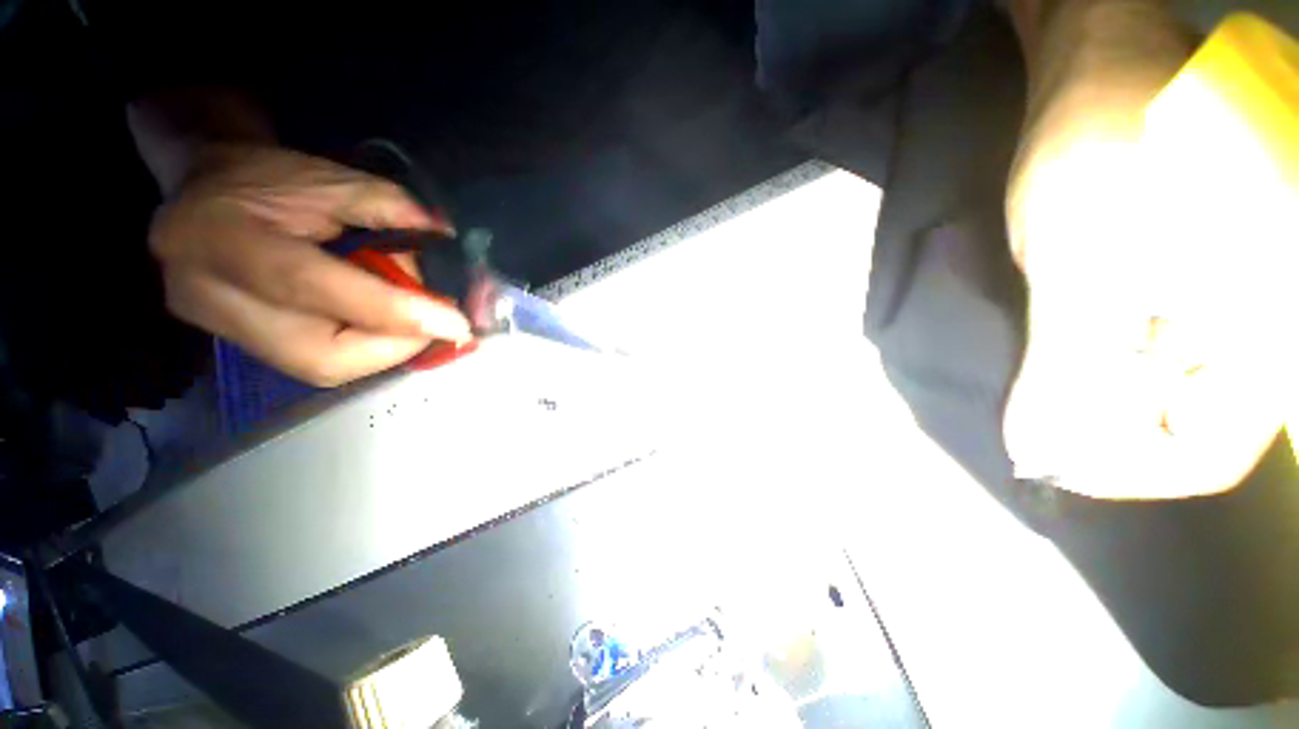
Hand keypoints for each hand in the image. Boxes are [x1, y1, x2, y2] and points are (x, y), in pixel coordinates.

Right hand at [150, 144, 471, 385]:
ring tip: (406, 311)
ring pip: (324, 369)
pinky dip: (366, 347)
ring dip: (387, 346)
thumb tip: (447, 238)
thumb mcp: (330, 177)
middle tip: (434, 318)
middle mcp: (208, 296)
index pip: (317, 289)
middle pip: (323, 356)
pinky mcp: (238, 343)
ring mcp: (219, 328)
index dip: (396, 314)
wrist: (204, 185)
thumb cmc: (266, 175)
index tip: (457, 325)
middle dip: (398, 343)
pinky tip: (380, 320)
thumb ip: (392, 208)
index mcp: (222, 236)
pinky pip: (318, 362)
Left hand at [1002, 2, 1294, 497]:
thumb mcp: (1080, 262)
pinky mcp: (1182, 285)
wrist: (1096, 72)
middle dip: (1099, 430)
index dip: (1128, 467)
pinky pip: (1138, 356)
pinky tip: (1052, 355)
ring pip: (1153, 397)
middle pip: (1176, 428)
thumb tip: (1038, 451)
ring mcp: (1218, 307)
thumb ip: (1069, 363)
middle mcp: (1250, 328)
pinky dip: (1090, 369)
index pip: (1206, 452)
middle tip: (1031, 411)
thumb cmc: (1099, 148)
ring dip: (1088, 399)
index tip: (1051, 456)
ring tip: (1037, 378)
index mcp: (1259, 326)